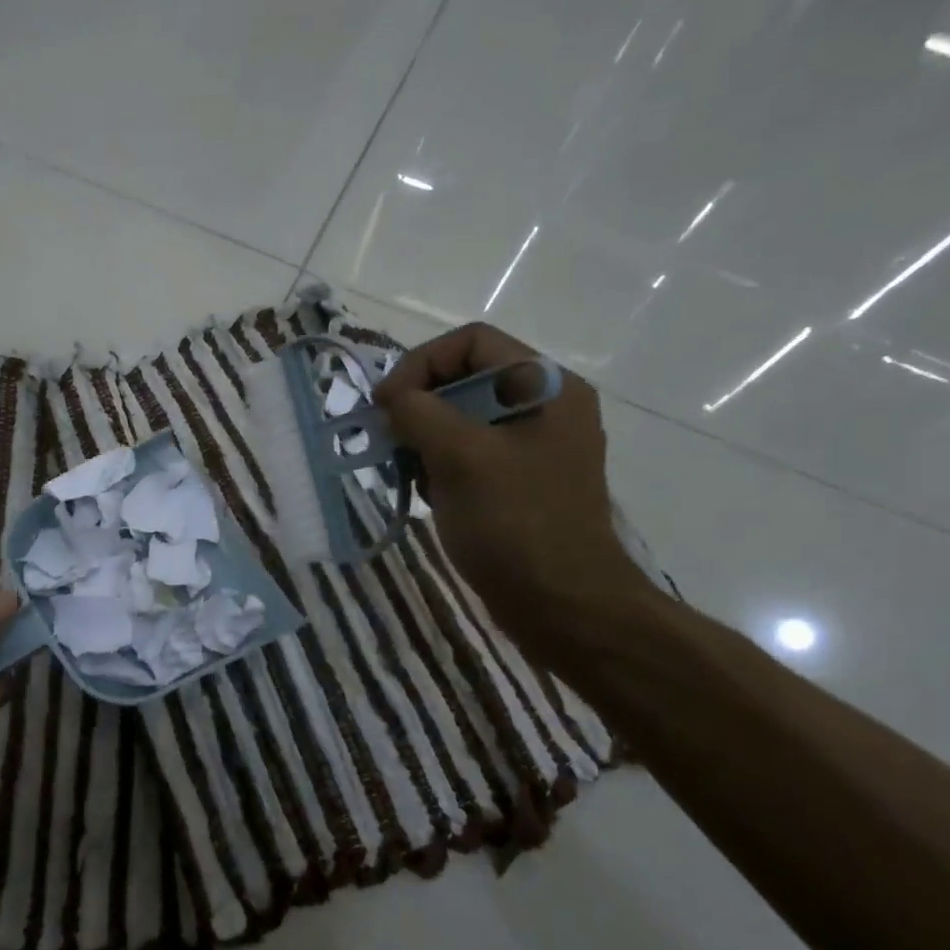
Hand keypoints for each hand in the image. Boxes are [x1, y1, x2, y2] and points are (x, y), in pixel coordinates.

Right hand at [374, 323, 650, 659]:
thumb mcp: (460, 457)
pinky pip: (466, 453)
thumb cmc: (516, 523)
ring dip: (423, 438)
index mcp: (546, 386)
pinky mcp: (515, 481)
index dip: (421, 363)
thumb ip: (418, 412)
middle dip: (419, 404)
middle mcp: (543, 406)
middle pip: (464, 378)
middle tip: (388, 437)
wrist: (563, 606)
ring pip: (459, 418)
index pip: (472, 342)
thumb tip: (391, 398)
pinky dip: (437, 464)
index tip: (386, 404)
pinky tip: (425, 492)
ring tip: (407, 470)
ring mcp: (530, 446)